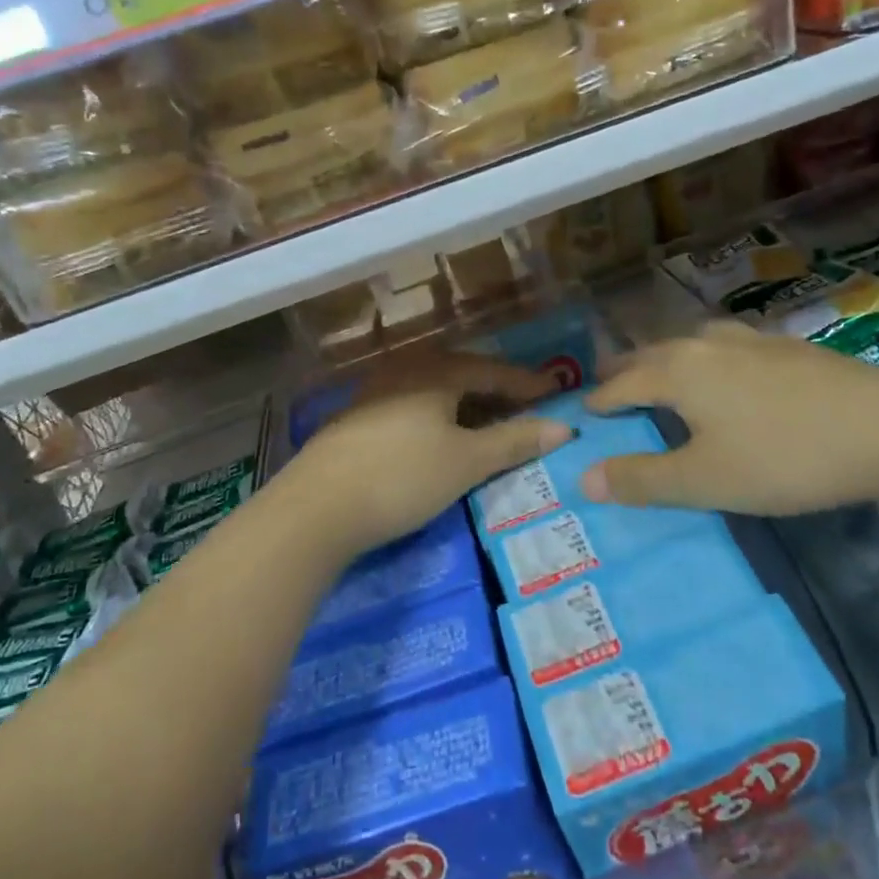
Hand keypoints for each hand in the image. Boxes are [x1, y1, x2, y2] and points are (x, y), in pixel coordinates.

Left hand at [282, 354, 571, 558]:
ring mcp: (375, 392)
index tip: (556, 392)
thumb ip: (514, 442)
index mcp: (436, 372)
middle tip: (526, 407)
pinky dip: (437, 416)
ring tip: (487, 423)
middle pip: (461, 374)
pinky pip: (411, 405)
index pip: (492, 370)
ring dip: (465, 403)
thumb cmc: (402, 477)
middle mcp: (405, 370)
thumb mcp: (466, 462)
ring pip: (433, 390)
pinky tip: (439, 436)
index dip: (527, 383)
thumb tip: (562, 428)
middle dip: (496, 390)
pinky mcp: (356, 418)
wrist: (316, 508)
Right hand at [580, 322, 878, 516]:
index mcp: (678, 372)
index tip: (583, 413)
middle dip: (625, 371)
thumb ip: (643, 479)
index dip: (599, 402)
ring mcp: (750, 340)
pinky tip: (728, 368)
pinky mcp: (787, 346)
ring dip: (666, 358)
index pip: (621, 385)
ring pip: (690, 343)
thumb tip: (583, 477)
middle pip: (651, 354)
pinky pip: (727, 345)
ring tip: (661, 370)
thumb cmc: (784, 456)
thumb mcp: (705, 481)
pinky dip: (706, 357)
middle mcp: (705, 344)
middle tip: (607, 383)